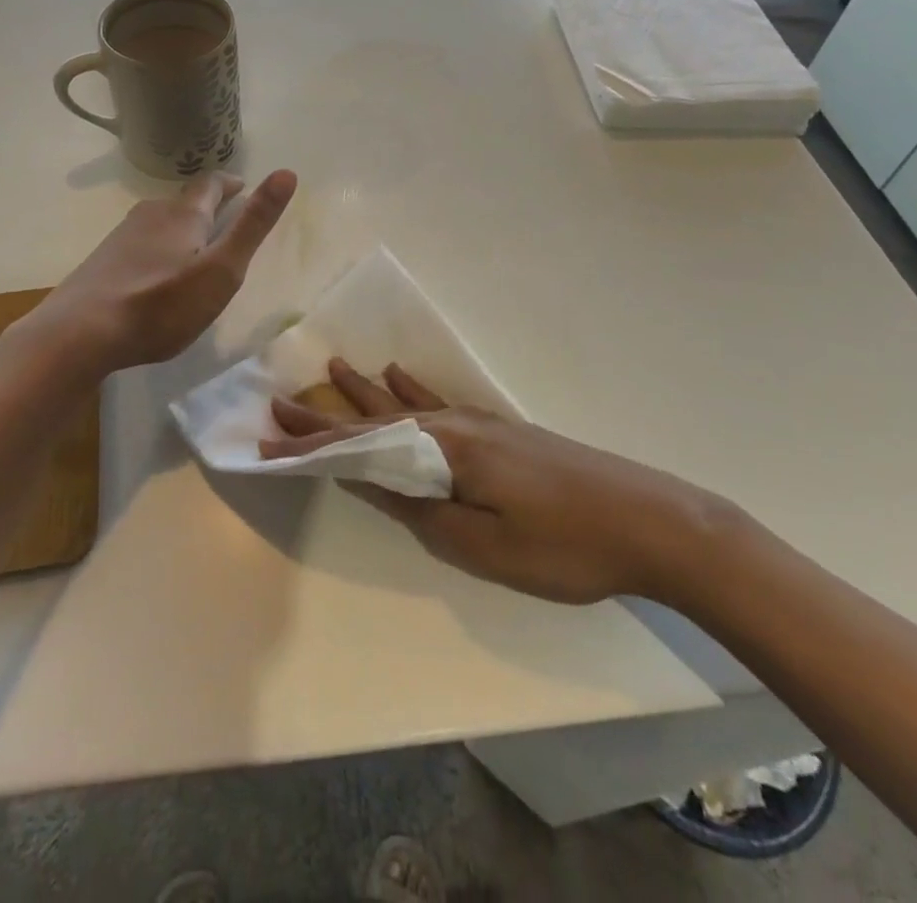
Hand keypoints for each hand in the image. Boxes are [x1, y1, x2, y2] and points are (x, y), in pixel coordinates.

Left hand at [28, 169, 296, 372]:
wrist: (78, 334)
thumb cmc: (160, 305)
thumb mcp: (221, 270)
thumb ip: (253, 225)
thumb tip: (286, 173)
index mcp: (183, 215)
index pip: (210, 184)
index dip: (229, 183)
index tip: (243, 187)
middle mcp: (150, 215)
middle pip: (183, 201)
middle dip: (206, 206)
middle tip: (225, 219)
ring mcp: (121, 238)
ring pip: (159, 222)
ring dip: (180, 227)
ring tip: (195, 248)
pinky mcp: (102, 262)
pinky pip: (140, 244)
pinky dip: (158, 248)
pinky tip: (156, 275)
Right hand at [263, 358, 736, 605]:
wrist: (650, 521)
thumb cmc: (564, 545)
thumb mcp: (483, 544)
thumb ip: (419, 510)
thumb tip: (367, 482)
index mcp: (444, 451)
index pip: (360, 446)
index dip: (312, 446)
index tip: (267, 440)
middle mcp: (454, 425)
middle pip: (376, 417)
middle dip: (327, 414)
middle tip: (282, 401)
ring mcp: (480, 424)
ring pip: (405, 405)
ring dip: (364, 395)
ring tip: (333, 370)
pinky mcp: (500, 433)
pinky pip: (438, 406)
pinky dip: (410, 392)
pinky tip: (398, 375)